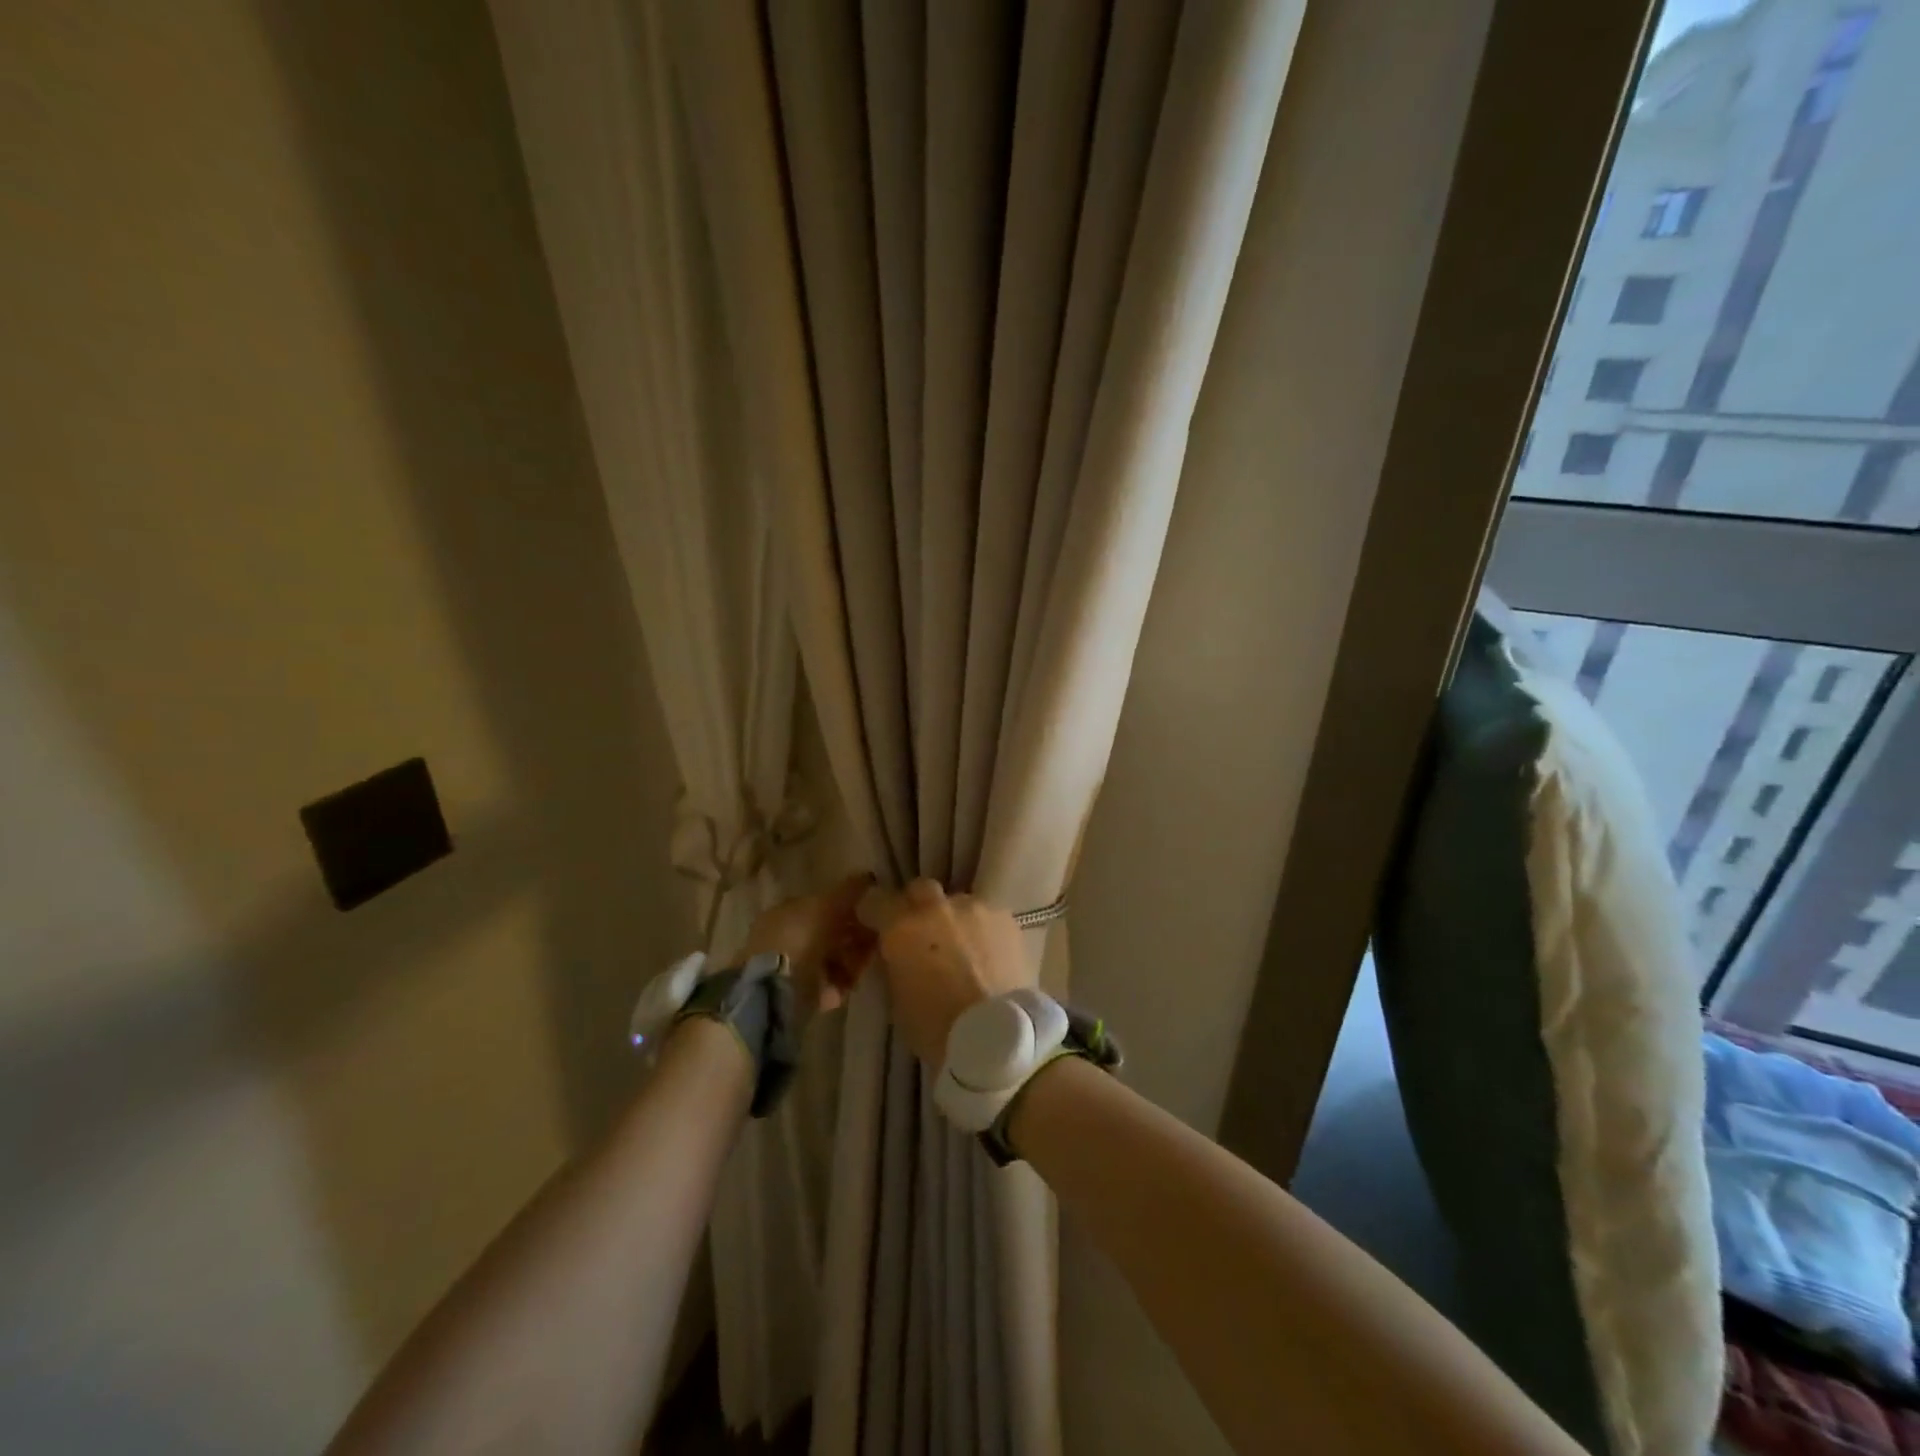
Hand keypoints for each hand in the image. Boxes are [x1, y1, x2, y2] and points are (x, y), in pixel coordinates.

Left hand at [740, 874, 876, 1018]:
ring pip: (831, 959)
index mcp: (786, 911)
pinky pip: (828, 984)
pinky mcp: (797, 996)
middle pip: (829, 933)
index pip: (822, 905)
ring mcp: (789, 968)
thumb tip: (868, 876)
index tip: (871, 912)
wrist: (775, 993)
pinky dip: (841, 983)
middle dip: (854, 936)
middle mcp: (785, 937)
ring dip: (852, 960)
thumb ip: (848, 890)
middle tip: (876, 939)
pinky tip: (851, 984)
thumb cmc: (799, 939)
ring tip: (865, 964)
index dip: (849, 907)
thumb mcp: (827, 905)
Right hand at [857, 879, 1030, 1067]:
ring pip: (957, 903)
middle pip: (920, 890)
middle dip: (917, 906)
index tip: (876, 925)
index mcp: (902, 927)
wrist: (996, 1036)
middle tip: (922, 933)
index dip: (874, 912)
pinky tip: (987, 956)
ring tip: (962, 949)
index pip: (875, 899)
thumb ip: (895, 963)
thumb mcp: (897, 999)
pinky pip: (986, 917)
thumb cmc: (936, 1028)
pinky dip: (982, 931)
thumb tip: (898, 952)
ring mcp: (974, 908)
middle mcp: (936, 907)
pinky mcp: (1005, 918)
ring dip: (953, 920)